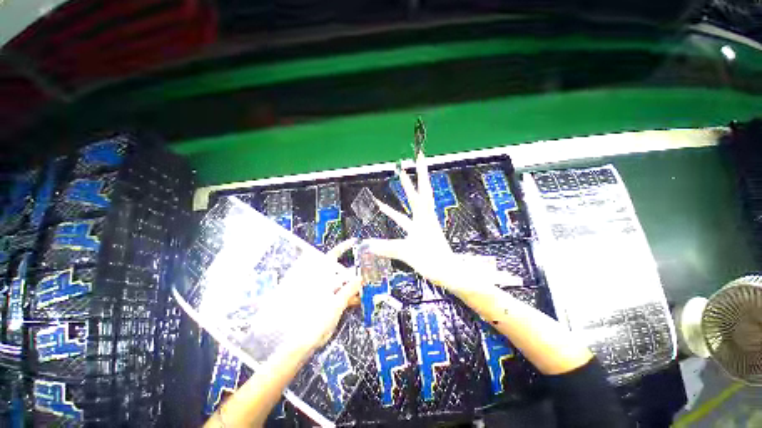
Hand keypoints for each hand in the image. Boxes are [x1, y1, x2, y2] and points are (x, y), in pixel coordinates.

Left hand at [291, 239, 361, 351]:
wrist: (305, 341)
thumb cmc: (315, 321)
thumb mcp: (336, 304)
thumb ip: (349, 290)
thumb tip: (360, 277)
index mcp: (322, 278)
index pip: (333, 256)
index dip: (343, 248)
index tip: (354, 242)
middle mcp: (325, 283)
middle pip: (343, 272)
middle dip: (356, 272)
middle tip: (368, 273)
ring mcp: (328, 293)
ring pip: (345, 284)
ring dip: (356, 286)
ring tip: (366, 288)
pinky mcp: (332, 302)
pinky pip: (344, 295)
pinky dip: (352, 296)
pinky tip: (359, 299)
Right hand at [361, 153, 500, 296]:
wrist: (449, 273)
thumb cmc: (432, 262)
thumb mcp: (408, 253)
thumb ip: (386, 248)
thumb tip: (367, 245)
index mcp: (424, 218)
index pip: (420, 192)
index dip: (419, 174)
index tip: (418, 158)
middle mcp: (425, 218)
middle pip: (421, 192)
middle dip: (419, 175)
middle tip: (416, 159)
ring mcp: (424, 224)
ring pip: (415, 203)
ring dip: (408, 191)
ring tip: (400, 179)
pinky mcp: (422, 232)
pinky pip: (408, 217)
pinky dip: (398, 212)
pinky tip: (391, 212)